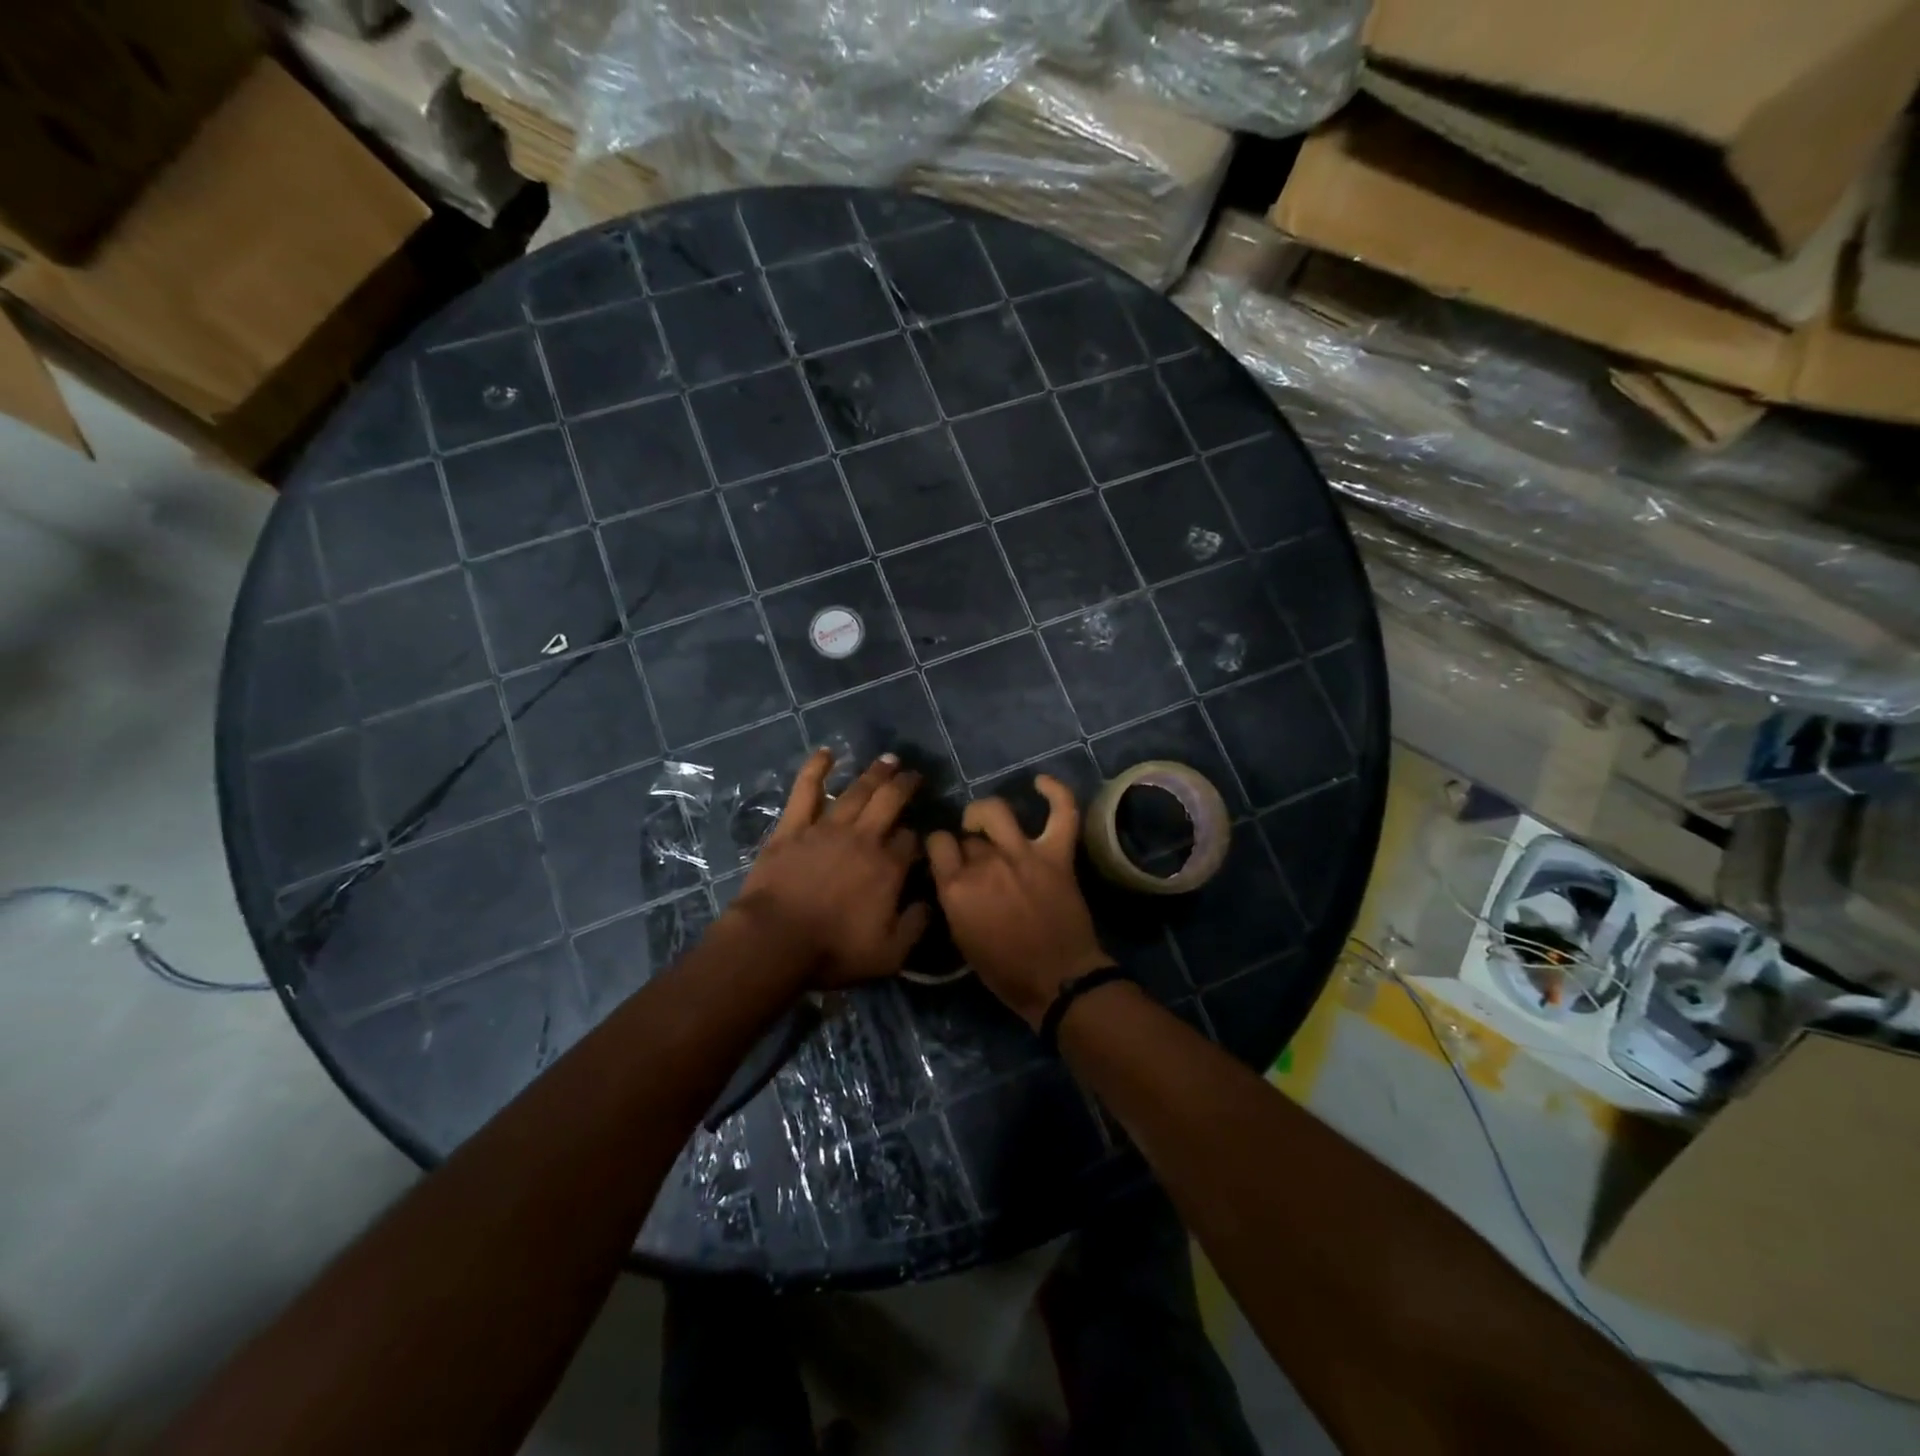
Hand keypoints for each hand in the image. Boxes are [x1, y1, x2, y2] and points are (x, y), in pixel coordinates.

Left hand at [731, 750, 929, 987]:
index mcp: (888, 867)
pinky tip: (827, 753)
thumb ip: (915, 926)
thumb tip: (929, 903)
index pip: (910, 840)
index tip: (915, 840)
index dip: (915, 837)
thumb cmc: (833, 950)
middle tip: (913, 774)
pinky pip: (807, 790)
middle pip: (890, 801)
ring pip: (857, 791)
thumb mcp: (889, 954)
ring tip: (888, 759)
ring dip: (874, 772)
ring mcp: (827, 828)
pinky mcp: (794, 827)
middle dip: (905, 785)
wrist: (775, 941)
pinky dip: (817, 769)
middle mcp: (863, 838)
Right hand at [926, 777, 1113, 1028]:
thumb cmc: (1005, 972)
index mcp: (956, 888)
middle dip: (968, 844)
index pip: (937, 843)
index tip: (945, 856)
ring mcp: (1023, 855)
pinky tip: (1040, 781)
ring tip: (987, 822)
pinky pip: (1061, 813)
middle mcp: (985, 864)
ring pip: (996, 812)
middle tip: (976, 860)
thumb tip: (953, 875)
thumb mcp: (961, 939)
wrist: (1058, 982)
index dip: (940, 848)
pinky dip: (1055, 793)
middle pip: (968, 836)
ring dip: (986, 814)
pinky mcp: (1057, 855)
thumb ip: (953, 899)